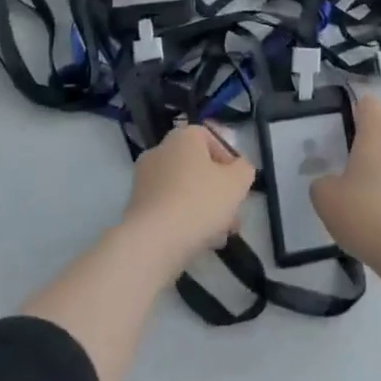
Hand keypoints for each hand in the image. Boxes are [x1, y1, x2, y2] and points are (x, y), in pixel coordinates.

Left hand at [122, 123, 254, 274]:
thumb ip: (244, 170)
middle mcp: (160, 151)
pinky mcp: (136, 207)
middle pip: (197, 167)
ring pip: (184, 189)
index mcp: (183, 137)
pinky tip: (200, 242)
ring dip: (204, 207)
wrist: (153, 242)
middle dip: (218, 189)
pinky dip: (184, 219)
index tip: (238, 183)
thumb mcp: (237, 182)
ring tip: (221, 234)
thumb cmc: (199, 202)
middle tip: (233, 213)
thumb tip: (239, 169)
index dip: (228, 159)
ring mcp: (144, 180)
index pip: (210, 137)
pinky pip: (168, 207)